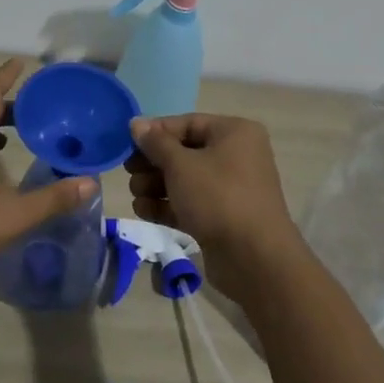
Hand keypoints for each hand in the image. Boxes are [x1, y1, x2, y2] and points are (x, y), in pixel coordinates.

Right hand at [125, 114, 305, 302]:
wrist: (256, 260)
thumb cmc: (218, 198)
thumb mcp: (181, 165)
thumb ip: (156, 143)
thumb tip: (136, 122)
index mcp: (234, 133)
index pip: (187, 123)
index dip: (155, 132)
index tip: (127, 145)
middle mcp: (236, 155)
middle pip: (185, 152)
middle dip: (153, 164)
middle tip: (129, 173)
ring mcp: (231, 189)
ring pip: (186, 180)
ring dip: (156, 186)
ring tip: (135, 195)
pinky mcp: (224, 218)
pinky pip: (191, 203)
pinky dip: (168, 205)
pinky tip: (144, 211)